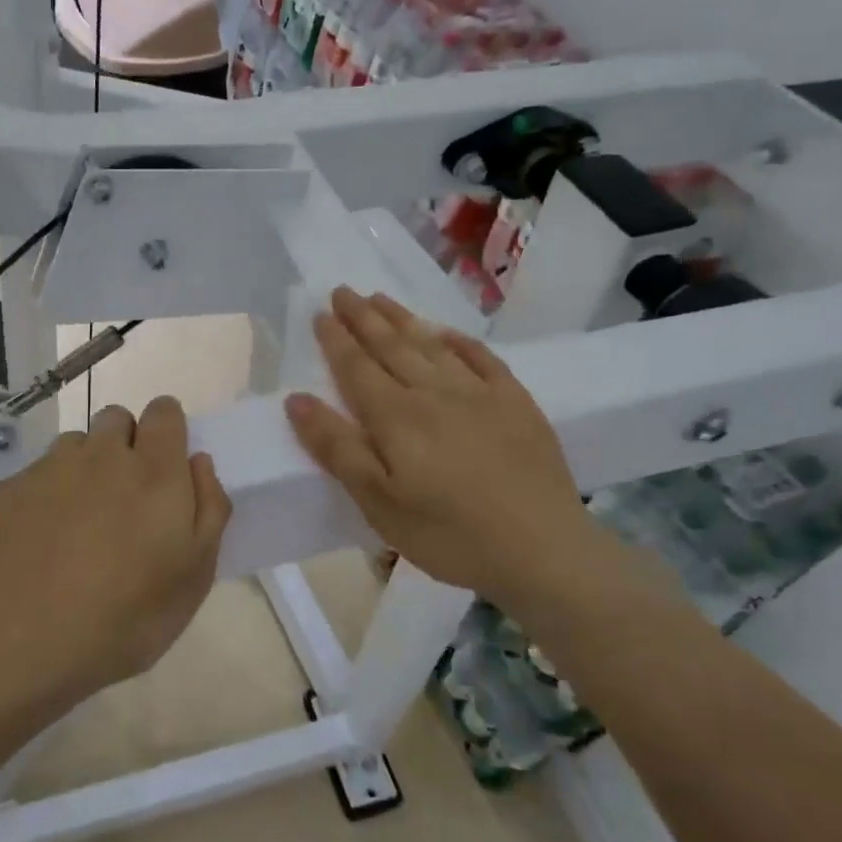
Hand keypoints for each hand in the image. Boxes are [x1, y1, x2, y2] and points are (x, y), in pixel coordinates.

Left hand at [0, 396, 231, 712]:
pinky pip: (36, 475)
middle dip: (126, 444)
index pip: (165, 411)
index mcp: (153, 471)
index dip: (168, 430)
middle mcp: (100, 455)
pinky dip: (45, 495)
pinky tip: (39, 544)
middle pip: (117, 419)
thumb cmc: (124, 617)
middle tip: (126, 500)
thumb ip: (209, 508)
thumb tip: (198, 462)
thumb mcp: (194, 576)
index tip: (166, 463)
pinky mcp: (7, 490)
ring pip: (74, 445)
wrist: (19, 644)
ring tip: (79, 523)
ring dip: (84, 468)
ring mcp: (48, 469)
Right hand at [284, 288, 608, 615]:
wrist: (543, 550)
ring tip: (381, 299)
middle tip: (343, 291)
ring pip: (431, 344)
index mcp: (396, 416)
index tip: (320, 313)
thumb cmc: (448, 534)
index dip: (336, 339)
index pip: (356, 367)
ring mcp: (479, 393)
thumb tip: (297, 399)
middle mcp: (433, 392)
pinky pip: (482, 358)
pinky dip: (460, 341)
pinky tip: (447, 332)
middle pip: (391, 346)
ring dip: (402, 319)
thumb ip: (337, 448)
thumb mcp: (378, 502)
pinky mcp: (517, 403)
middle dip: (363, 317)